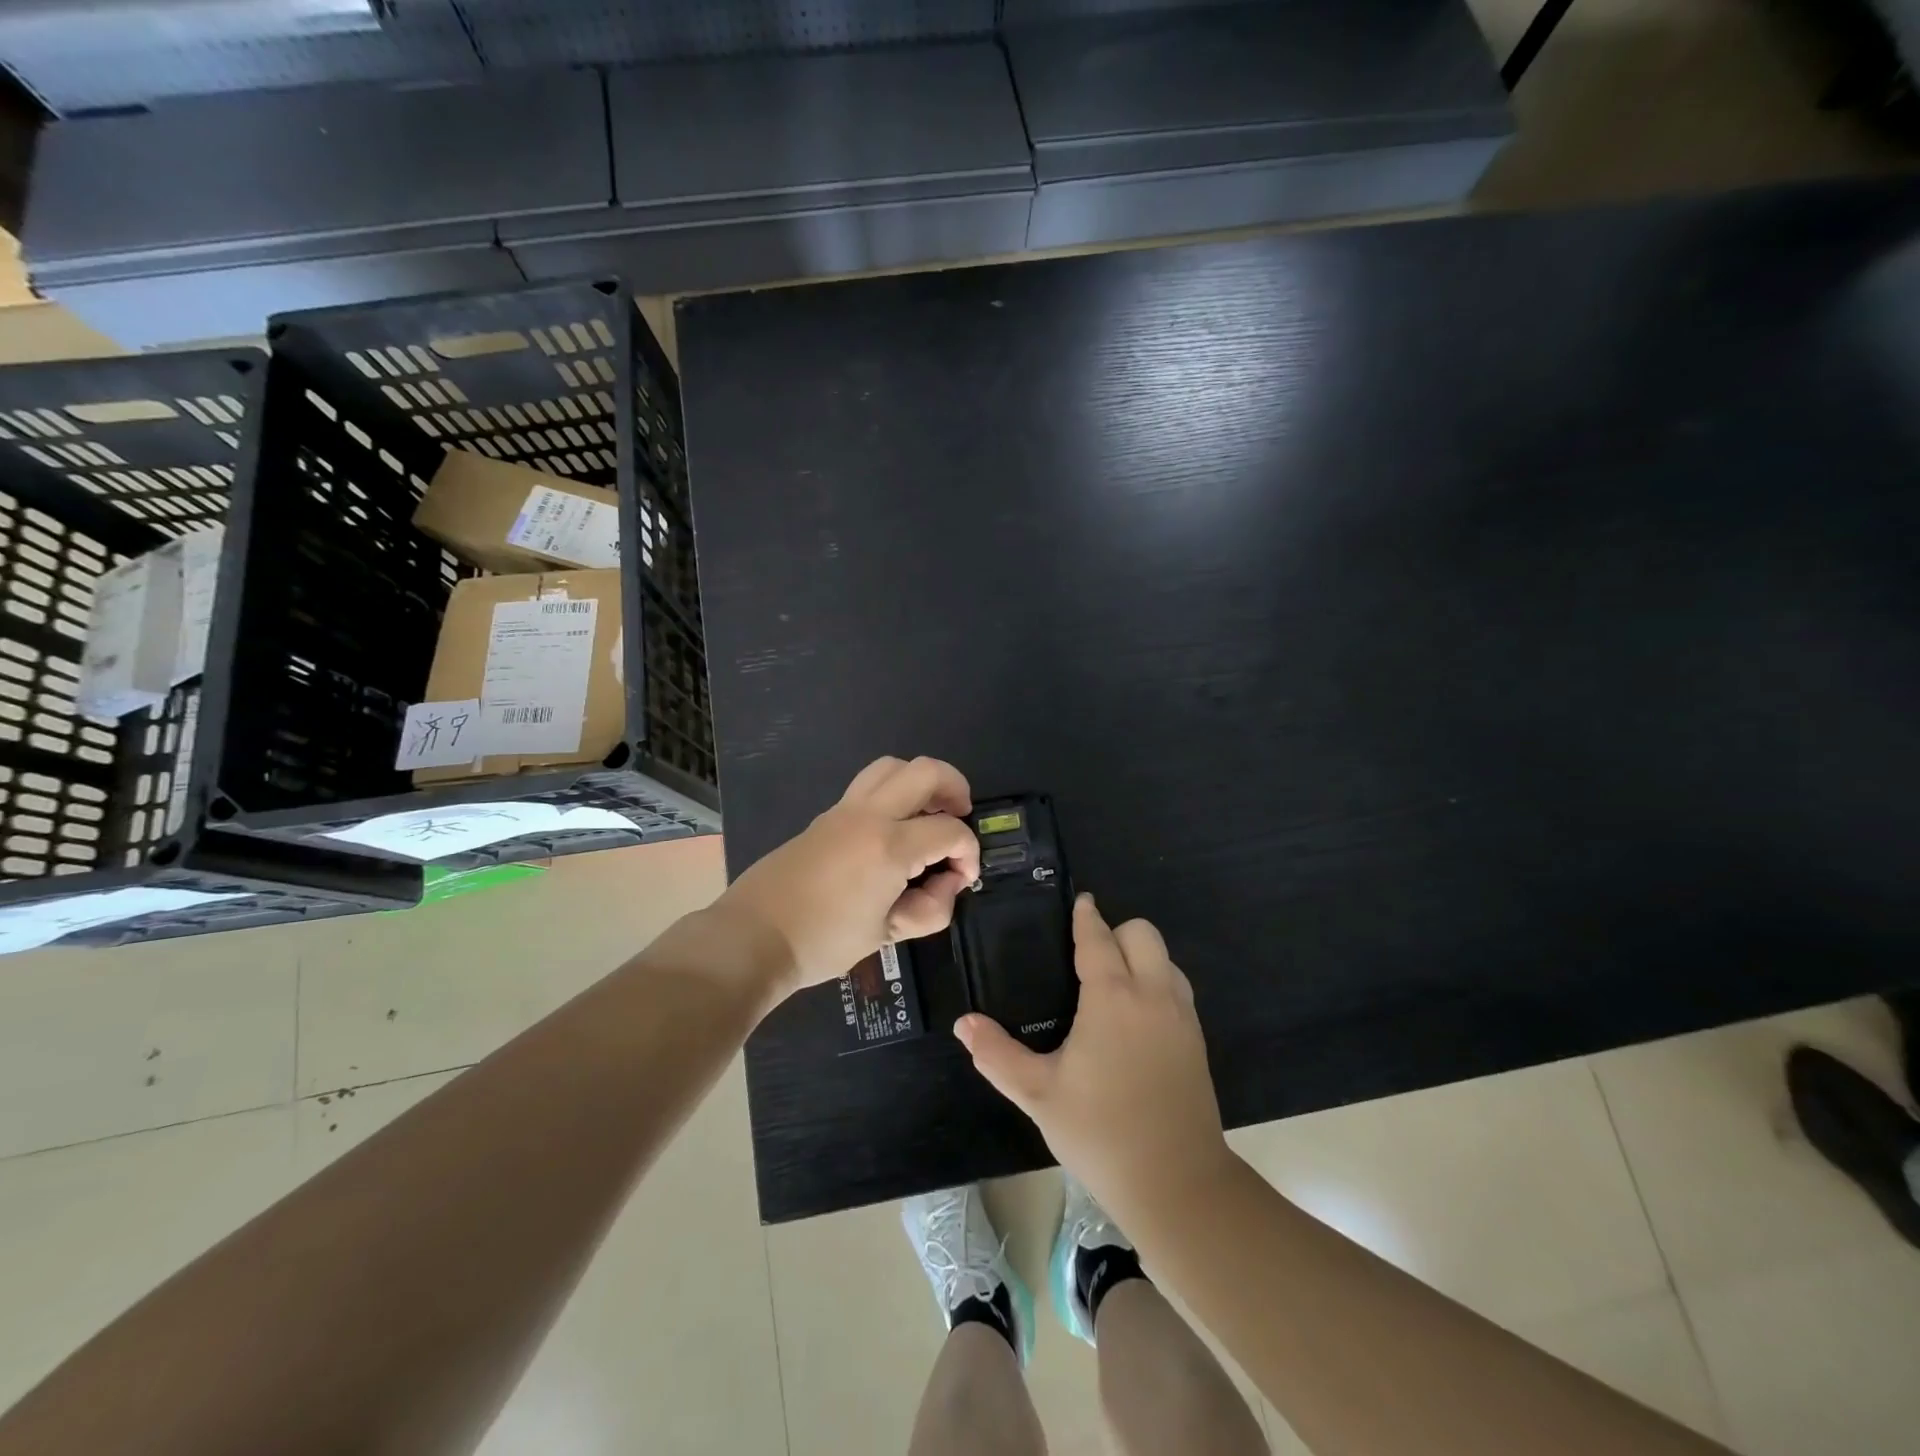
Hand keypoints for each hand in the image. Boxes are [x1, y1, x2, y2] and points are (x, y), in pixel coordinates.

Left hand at [718, 756, 981, 995]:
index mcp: (889, 846)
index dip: (968, 852)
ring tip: (929, 813)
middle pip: (926, 771)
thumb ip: (930, 908)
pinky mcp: (826, 816)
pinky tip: (894, 829)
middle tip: (960, 817)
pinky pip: (869, 784)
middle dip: (955, 788)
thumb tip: (949, 883)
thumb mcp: (886, 935)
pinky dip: (893, 793)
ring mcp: (844, 809)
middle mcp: (870, 815)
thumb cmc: (823, 941)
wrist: (754, 936)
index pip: (949, 831)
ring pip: (892, 766)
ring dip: (920, 782)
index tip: (964, 877)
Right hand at [954, 894, 1232, 1222]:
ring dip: (1141, 956)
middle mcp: (1152, 994)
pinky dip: (1157, 982)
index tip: (1079, 903)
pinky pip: (1177, 988)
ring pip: (1165, 958)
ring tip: (1111, 984)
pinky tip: (1136, 1017)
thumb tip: (963, 1024)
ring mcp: (1182, 1016)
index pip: (1099, 938)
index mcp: (1113, 997)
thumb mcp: (1038, 1094)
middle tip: (1088, 956)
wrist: (1177, 1183)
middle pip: (1142, 933)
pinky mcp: (1197, 1040)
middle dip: (1116, 931)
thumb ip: (997, 1054)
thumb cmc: (1100, 1132)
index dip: (1086, 917)